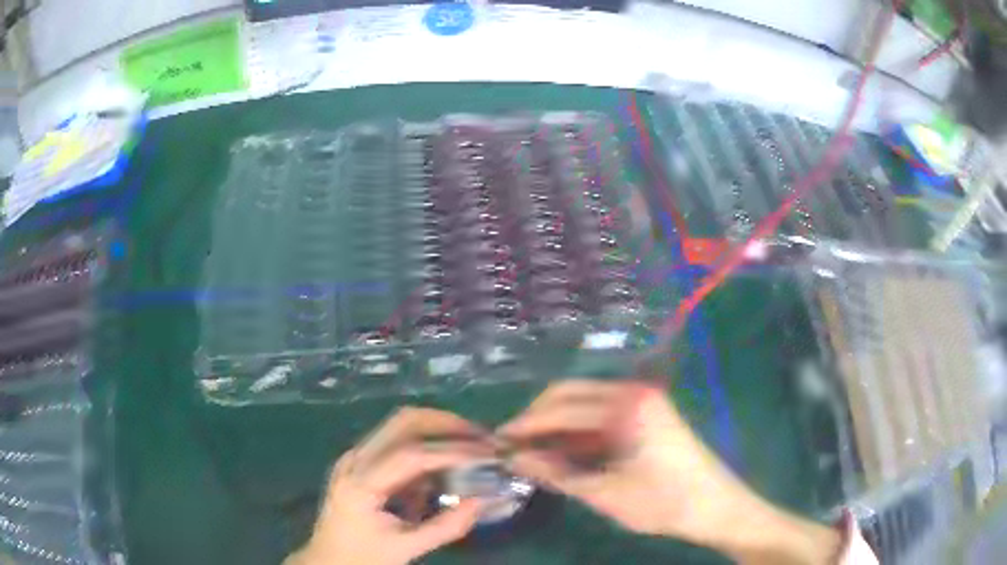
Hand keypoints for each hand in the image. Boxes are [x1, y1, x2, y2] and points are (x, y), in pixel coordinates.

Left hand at [288, 407, 492, 564]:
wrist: (326, 560)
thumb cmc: (362, 558)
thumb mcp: (406, 548)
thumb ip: (446, 527)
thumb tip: (484, 501)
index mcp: (360, 484)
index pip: (410, 455)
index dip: (451, 451)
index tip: (487, 453)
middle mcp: (354, 460)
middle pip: (402, 423)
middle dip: (446, 424)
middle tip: (481, 437)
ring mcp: (354, 457)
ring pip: (398, 425)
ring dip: (437, 429)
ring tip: (471, 444)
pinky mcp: (359, 462)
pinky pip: (395, 441)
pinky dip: (425, 443)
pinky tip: (445, 461)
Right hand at [499, 381, 842, 563]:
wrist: (716, 507)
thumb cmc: (665, 502)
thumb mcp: (607, 494)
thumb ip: (558, 474)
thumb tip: (516, 459)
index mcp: (627, 405)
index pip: (561, 408)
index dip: (526, 425)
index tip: (497, 442)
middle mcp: (633, 392)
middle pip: (570, 396)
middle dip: (537, 419)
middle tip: (510, 445)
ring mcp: (642, 402)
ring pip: (584, 406)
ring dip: (556, 426)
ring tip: (529, 452)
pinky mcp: (646, 416)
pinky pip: (600, 417)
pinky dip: (578, 433)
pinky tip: (562, 452)